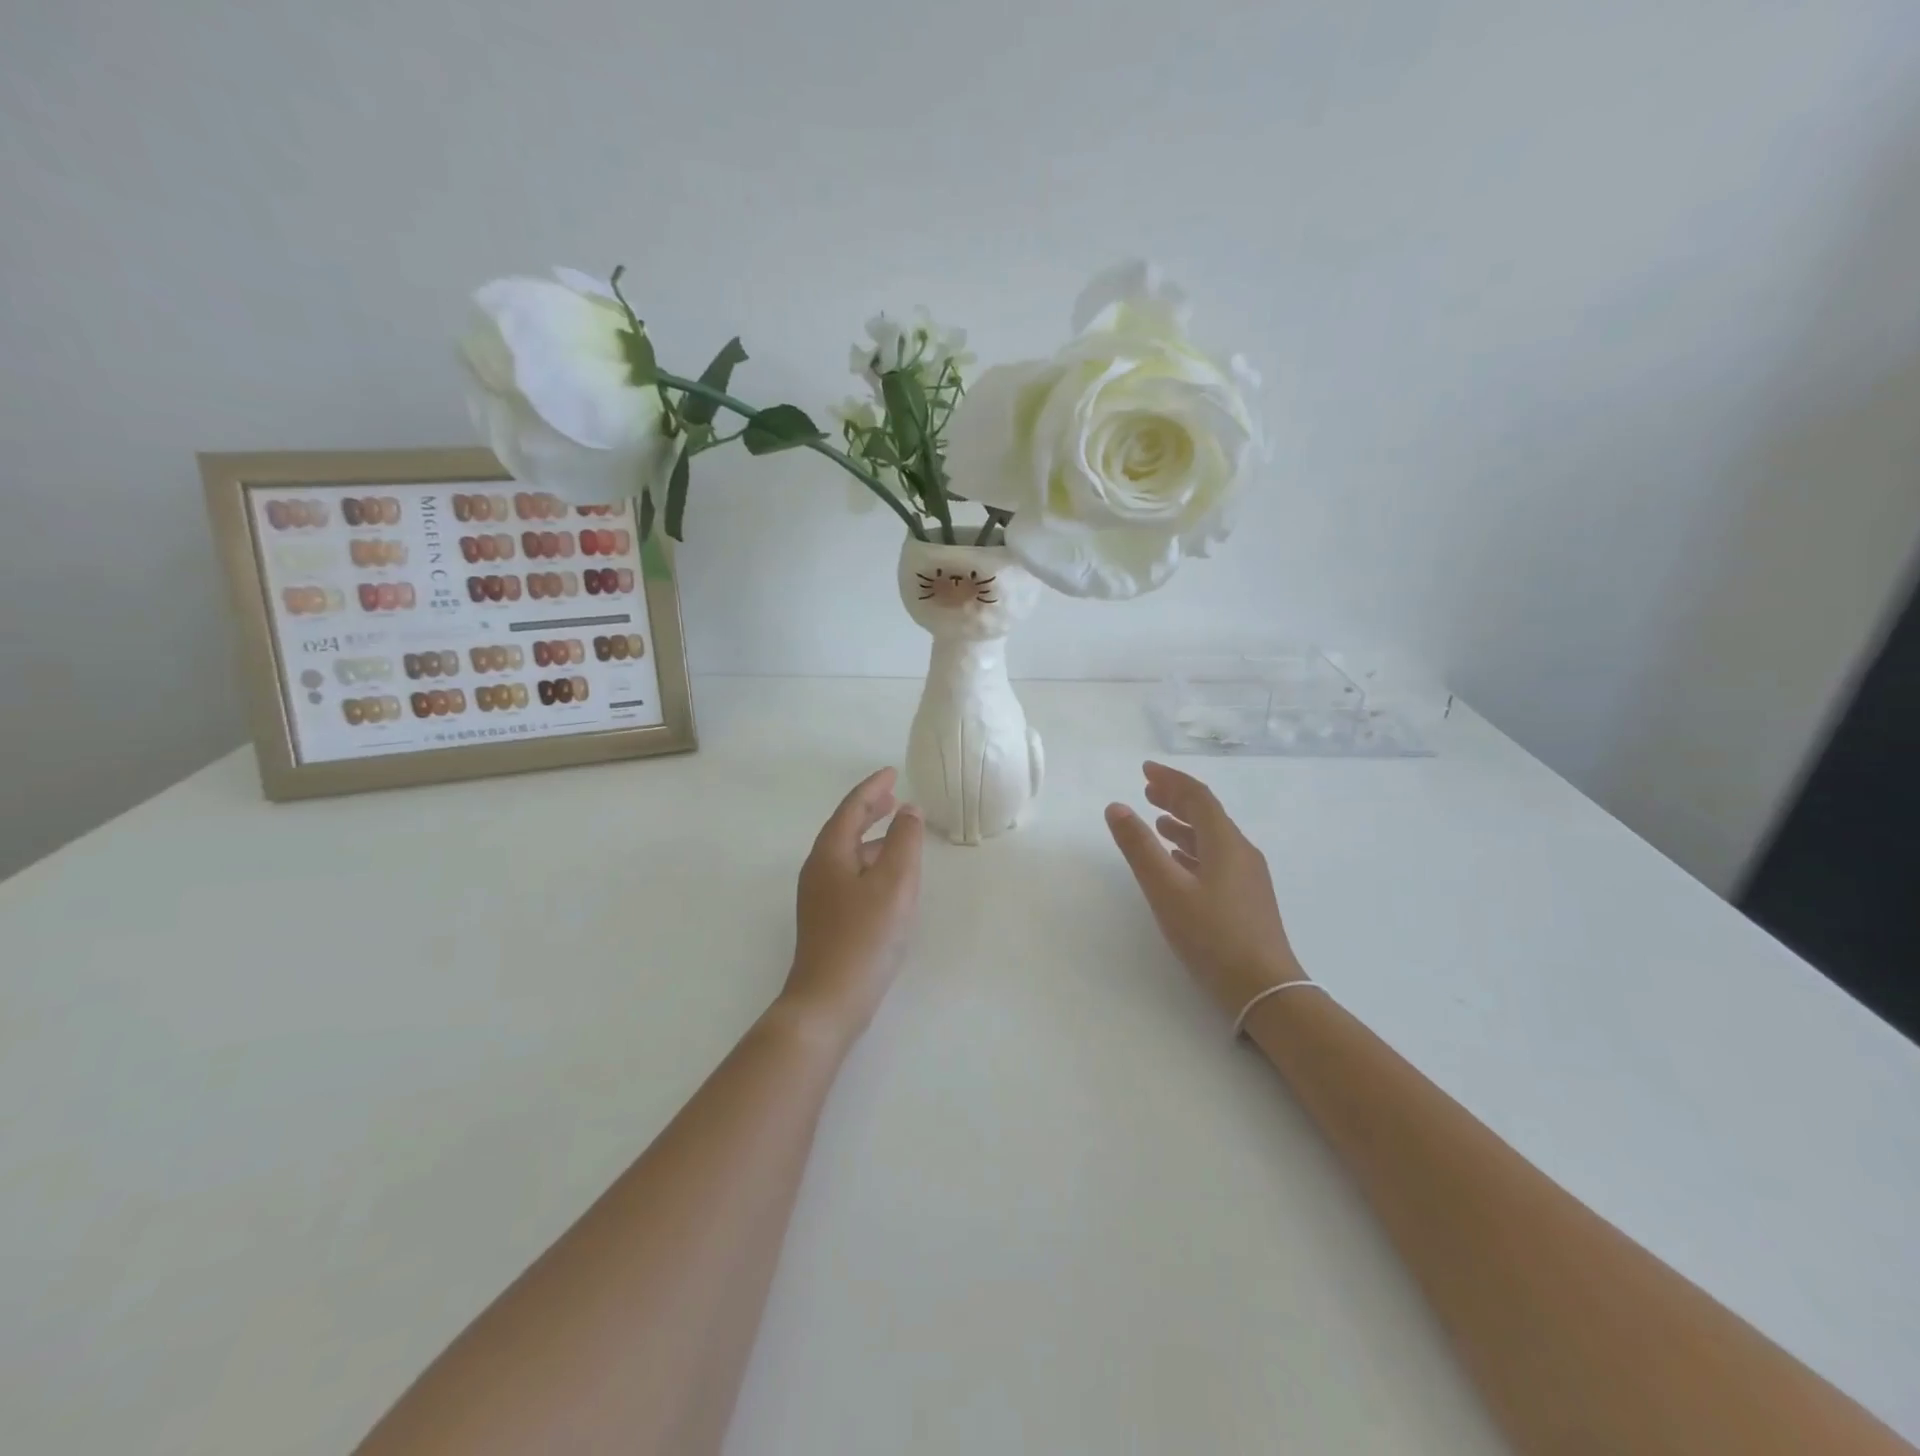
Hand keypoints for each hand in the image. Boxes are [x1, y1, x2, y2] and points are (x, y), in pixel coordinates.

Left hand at [783, 767, 924, 1045]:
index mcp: (830, 854)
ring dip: (871, 837)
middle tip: (894, 796)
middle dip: (869, 809)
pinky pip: (850, 875)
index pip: (852, 808)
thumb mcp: (895, 883)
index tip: (892, 772)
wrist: (828, 1001)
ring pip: (848, 853)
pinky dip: (870, 862)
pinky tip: (888, 878)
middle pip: (844, 828)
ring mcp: (819, 897)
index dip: (873, 788)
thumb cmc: (864, 937)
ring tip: (898, 832)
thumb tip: (908, 811)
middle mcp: (818, 870)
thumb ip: (904, 842)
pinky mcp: (827, 919)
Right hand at [1105, 761, 1304, 1017]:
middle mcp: (1241, 852)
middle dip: (1176, 799)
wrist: (1265, 990)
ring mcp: (1248, 877)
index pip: (1197, 797)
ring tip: (1157, 823)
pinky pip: (1216, 859)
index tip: (1145, 770)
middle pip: (1207, 814)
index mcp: (1225, 843)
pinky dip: (1192, 850)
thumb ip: (1139, 847)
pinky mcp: (1247, 899)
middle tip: (1147, 791)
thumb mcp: (1166, 890)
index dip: (1171, 780)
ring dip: (1183, 824)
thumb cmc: (1212, 936)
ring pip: (1212, 838)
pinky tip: (1178, 863)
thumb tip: (1116, 807)